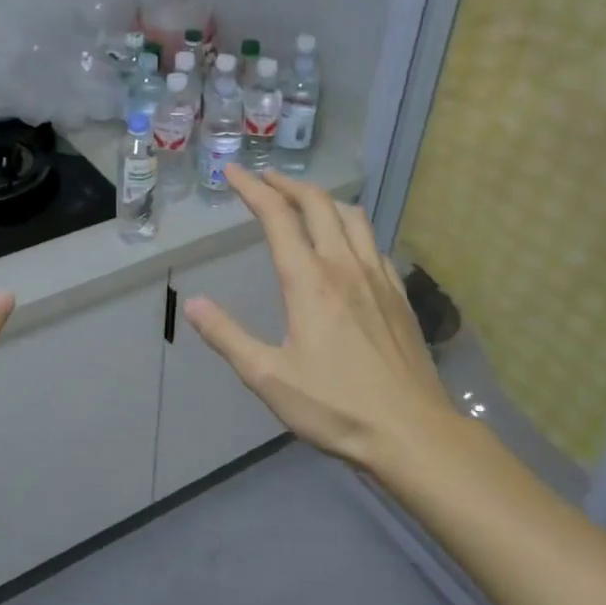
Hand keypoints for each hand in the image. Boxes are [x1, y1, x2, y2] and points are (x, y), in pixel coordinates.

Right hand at [183, 166, 453, 471]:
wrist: (412, 432)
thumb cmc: (335, 406)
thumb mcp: (268, 377)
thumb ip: (227, 336)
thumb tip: (193, 303)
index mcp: (309, 280)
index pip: (276, 217)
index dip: (252, 189)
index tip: (233, 172)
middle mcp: (344, 265)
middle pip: (317, 204)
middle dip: (287, 185)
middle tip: (265, 180)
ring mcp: (378, 277)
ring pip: (352, 216)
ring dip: (323, 199)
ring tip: (304, 202)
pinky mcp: (399, 294)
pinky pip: (373, 241)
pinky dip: (351, 226)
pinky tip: (347, 244)